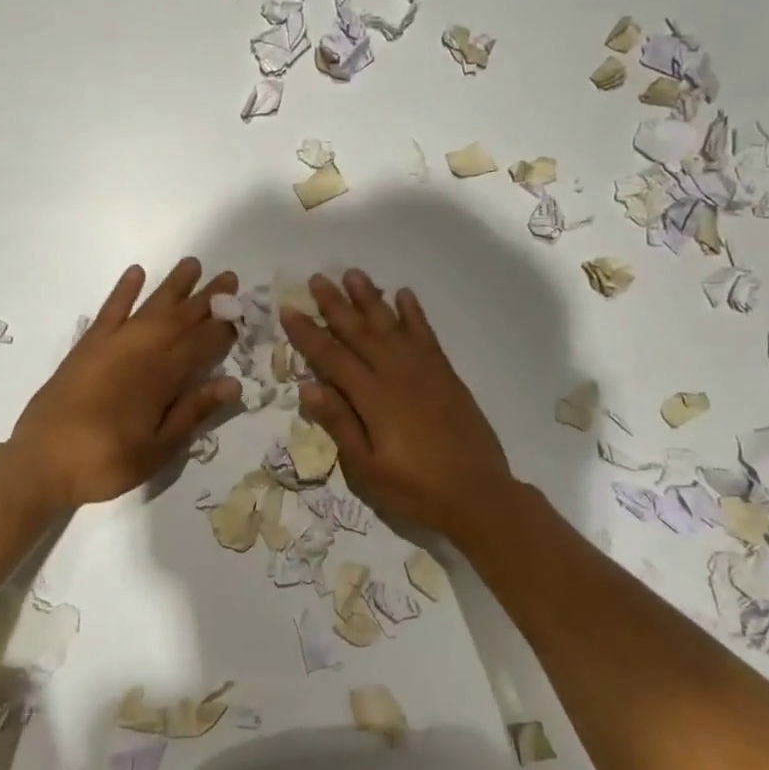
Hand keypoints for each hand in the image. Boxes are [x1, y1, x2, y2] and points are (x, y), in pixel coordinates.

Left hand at [7, 259, 240, 510]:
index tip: (241, 312)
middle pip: (181, 318)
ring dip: (173, 285)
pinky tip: (136, 272)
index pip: (202, 344)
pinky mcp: (87, 345)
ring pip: (151, 306)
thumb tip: (233, 384)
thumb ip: (193, 412)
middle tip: (229, 278)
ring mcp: (112, 344)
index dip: (223, 328)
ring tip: (192, 264)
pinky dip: (124, 290)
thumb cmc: (107, 461)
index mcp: (163, 378)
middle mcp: (142, 351)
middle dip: (208, 299)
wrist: (42, 461)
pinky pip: (110, 309)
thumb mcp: (158, 449)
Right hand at [280, 270, 515, 538]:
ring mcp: (424, 370)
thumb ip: (339, 424)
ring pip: (391, 324)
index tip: (289, 309)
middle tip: (317, 278)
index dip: (308, 333)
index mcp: (373, 398)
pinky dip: (413, 313)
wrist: (479, 495)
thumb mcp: (366, 468)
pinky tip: (404, 295)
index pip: (331, 356)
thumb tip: (307, 387)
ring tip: (353, 274)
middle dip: (335, 304)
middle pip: (359, 331)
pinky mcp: (445, 374)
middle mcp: (396, 373)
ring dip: (370, 298)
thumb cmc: (415, 489)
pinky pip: (426, 334)